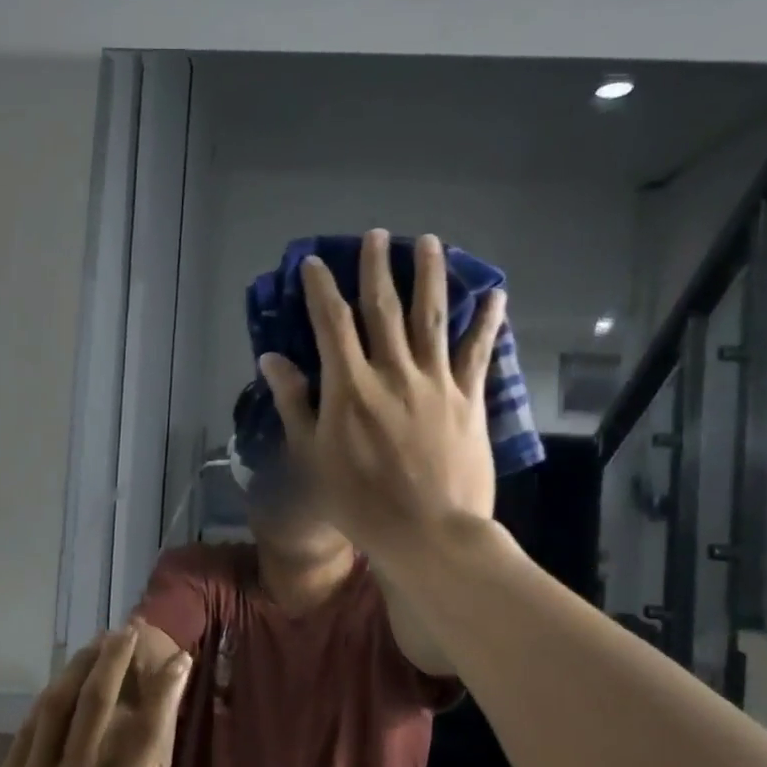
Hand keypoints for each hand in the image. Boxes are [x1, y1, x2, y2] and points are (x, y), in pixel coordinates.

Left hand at [0, 629, 204, 766]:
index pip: (146, 736)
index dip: (164, 693)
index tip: (177, 661)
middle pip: (98, 704)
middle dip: (115, 660)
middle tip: (127, 630)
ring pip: (59, 707)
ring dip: (79, 669)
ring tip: (94, 643)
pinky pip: (28, 732)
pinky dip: (46, 702)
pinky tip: (56, 688)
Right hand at [257, 230, 506, 561]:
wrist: (428, 532)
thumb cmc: (359, 500)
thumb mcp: (312, 456)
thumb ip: (294, 403)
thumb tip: (271, 360)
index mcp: (350, 386)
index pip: (331, 323)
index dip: (320, 288)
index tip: (314, 262)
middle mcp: (393, 371)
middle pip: (383, 307)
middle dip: (377, 267)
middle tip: (376, 235)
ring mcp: (435, 381)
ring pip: (433, 316)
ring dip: (430, 275)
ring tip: (429, 242)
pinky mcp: (468, 398)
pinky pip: (478, 351)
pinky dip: (486, 321)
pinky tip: (494, 295)